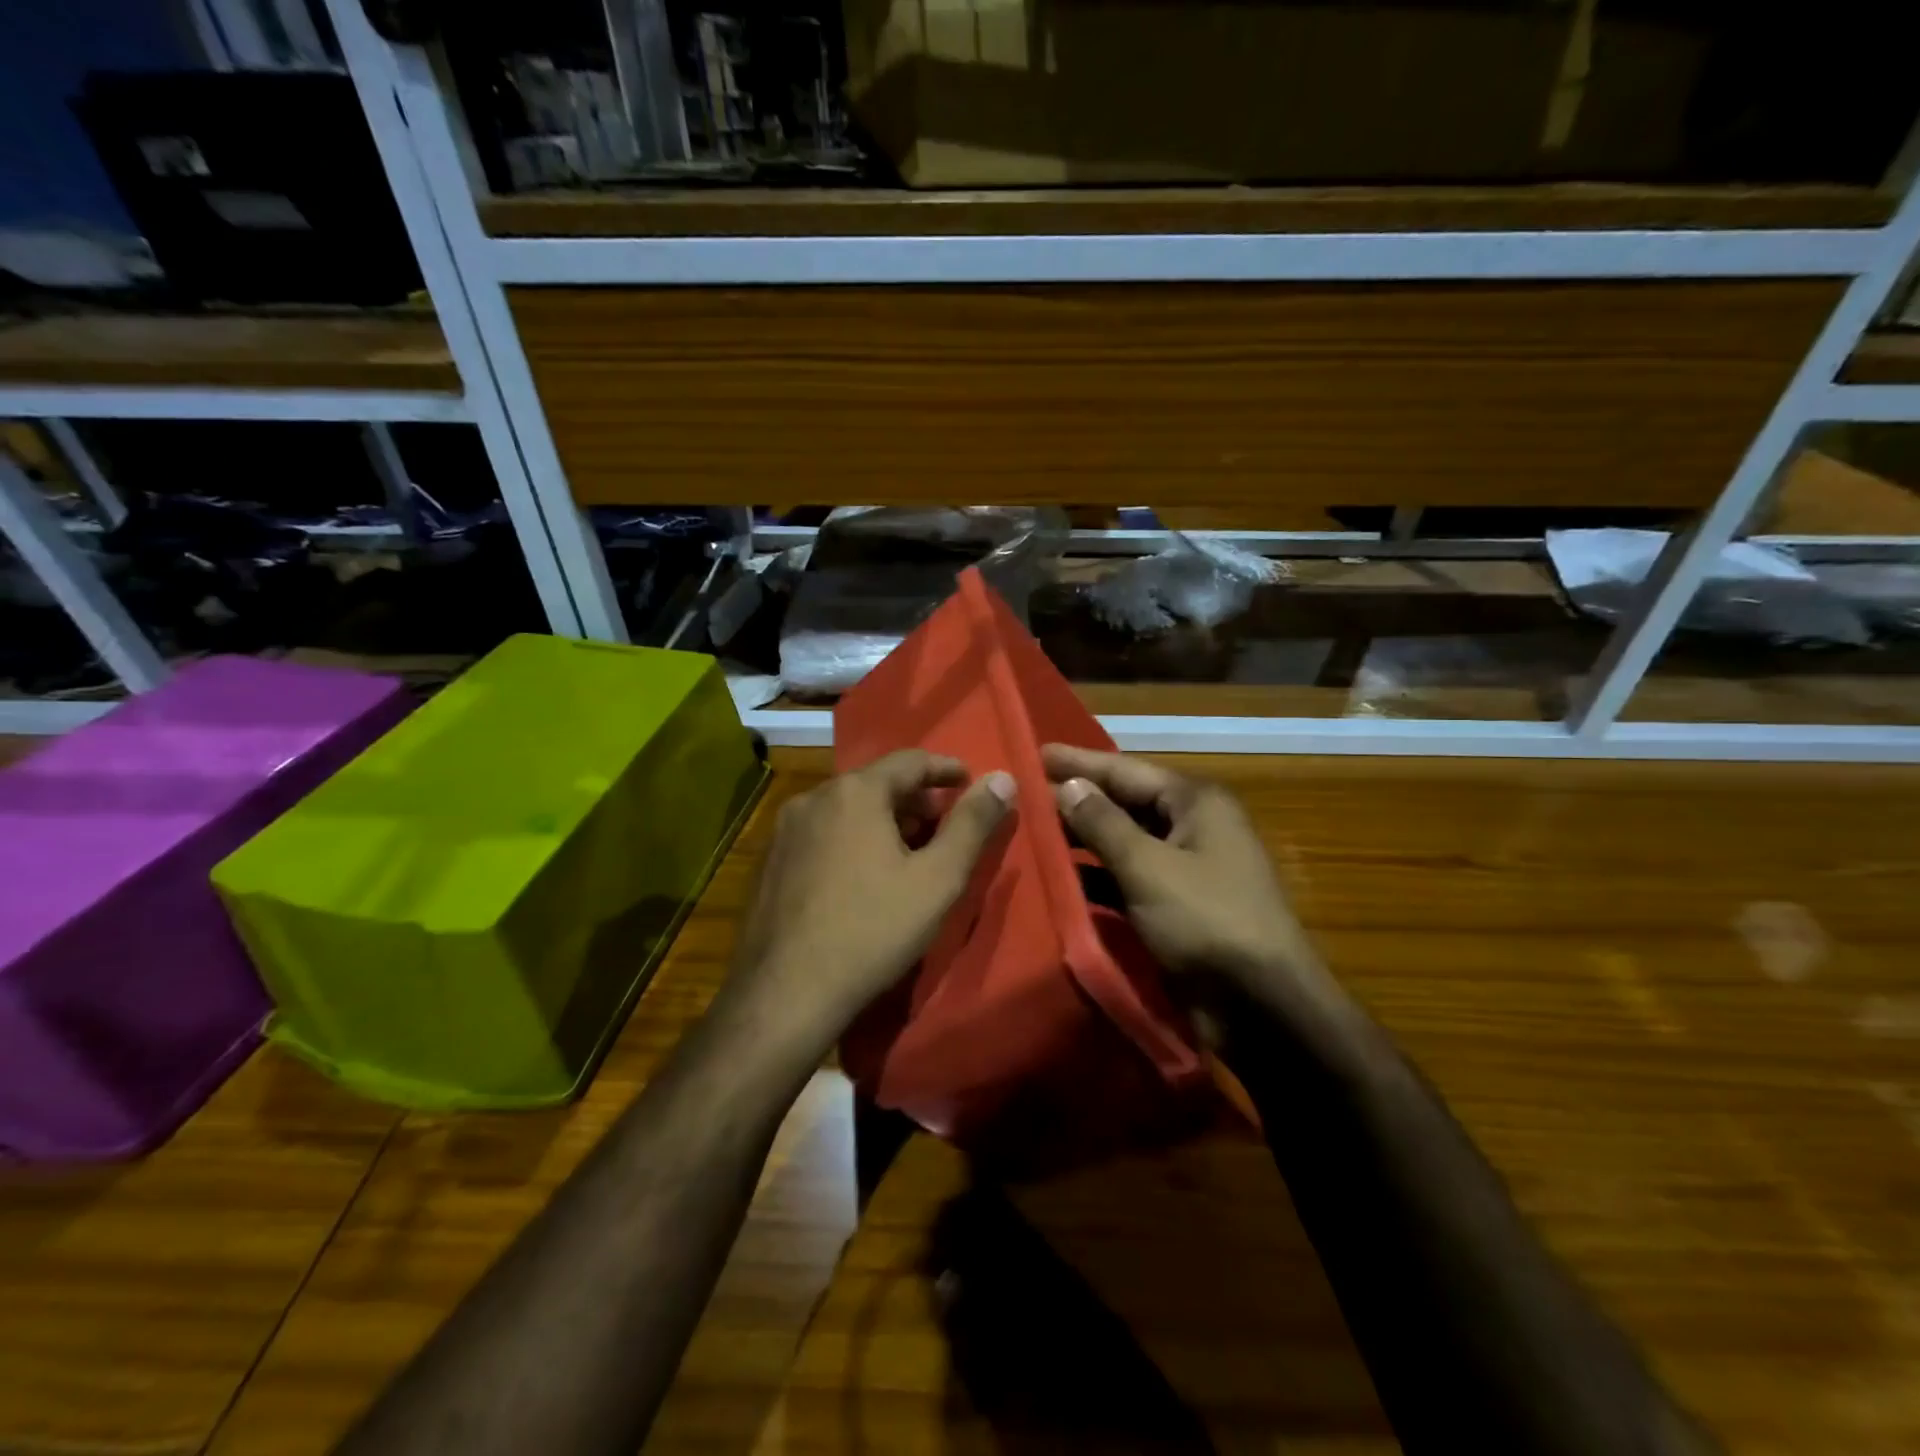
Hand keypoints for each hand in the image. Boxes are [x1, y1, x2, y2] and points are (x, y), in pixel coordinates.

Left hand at [727, 751, 1015, 1049]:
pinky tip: (864, 875)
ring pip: (847, 809)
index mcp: (855, 792)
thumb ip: (973, 824)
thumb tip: (1002, 778)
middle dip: (916, 799)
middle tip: (946, 824)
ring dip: (883, 819)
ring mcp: (785, 830)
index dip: (946, 769)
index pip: (911, 761)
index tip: (971, 782)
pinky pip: (823, 833)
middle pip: (876, 783)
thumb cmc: (873, 930)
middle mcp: (814, 797)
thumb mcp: (938, 879)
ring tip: (910, 851)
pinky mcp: (770, 861)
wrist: (786, 993)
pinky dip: (852, 838)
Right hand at [1042, 744, 1322, 1005]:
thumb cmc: (1207, 922)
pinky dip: (1096, 877)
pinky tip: (1060, 877)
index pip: (1125, 769)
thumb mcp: (1148, 867)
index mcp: (1195, 803)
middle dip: (1076, 799)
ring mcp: (1184, 867)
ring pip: (1123, 841)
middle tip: (1023, 793)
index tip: (1033, 752)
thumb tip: (1068, 785)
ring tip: (1032, 831)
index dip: (1078, 762)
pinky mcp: (1174, 904)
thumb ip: (1103, 824)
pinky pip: (1127, 877)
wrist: (1261, 1007)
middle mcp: (1191, 826)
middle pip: (1124, 802)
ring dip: (1082, 839)